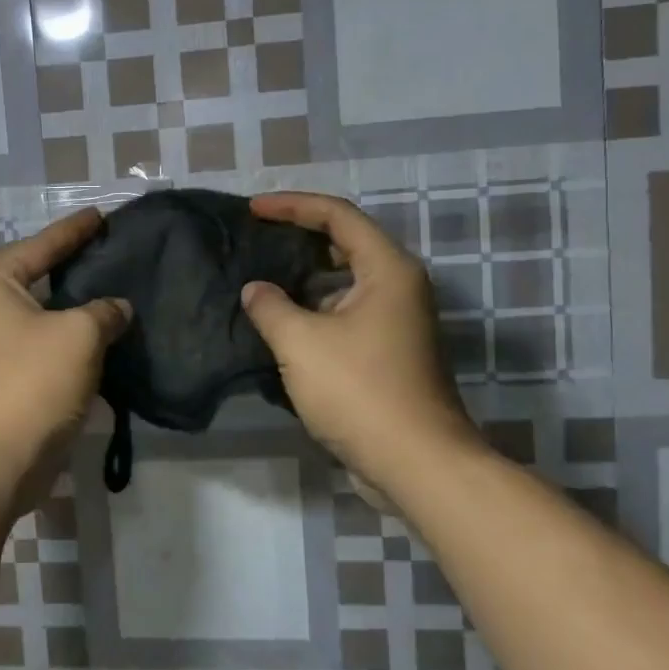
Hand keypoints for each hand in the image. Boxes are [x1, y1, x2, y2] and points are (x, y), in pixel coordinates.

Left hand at [0, 209, 131, 501]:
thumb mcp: (78, 335)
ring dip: (80, 309)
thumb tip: (116, 309)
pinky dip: (76, 341)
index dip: (75, 229)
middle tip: (116, 251)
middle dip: (78, 266)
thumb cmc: (31, 382)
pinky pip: (49, 346)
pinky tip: (108, 338)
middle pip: (42, 276)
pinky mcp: (10, 378)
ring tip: (121, 292)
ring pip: (48, 315)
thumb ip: (104, 311)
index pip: (44, 244)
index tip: (102, 214)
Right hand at [241, 192, 476, 477]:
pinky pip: (345, 311)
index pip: (337, 216)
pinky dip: (314, 307)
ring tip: (261, 275)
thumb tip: (256, 290)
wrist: (416, 464)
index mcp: (387, 270)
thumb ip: (270, 307)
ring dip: (304, 275)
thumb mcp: (301, 343)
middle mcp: (398, 287)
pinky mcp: (388, 351)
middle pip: (345, 242)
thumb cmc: (360, 391)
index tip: (252, 209)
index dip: (292, 205)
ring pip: (345, 280)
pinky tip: (281, 321)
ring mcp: (396, 321)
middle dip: (299, 235)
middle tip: (257, 236)